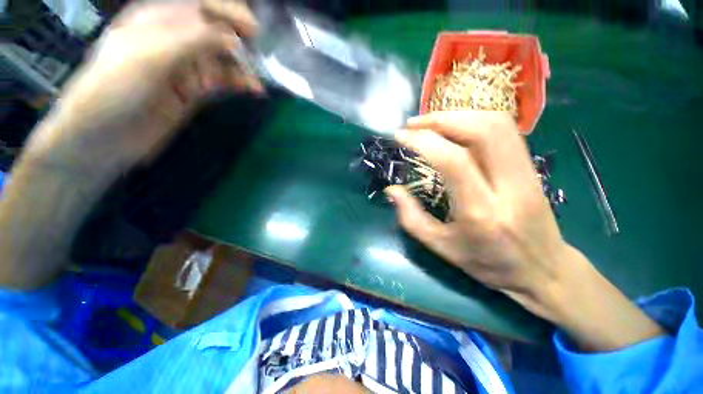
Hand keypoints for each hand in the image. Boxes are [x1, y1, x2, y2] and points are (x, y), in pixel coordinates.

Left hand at [27, 0, 260, 174]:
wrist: (106, 134)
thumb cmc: (117, 86)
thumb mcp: (153, 54)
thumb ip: (194, 40)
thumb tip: (235, 39)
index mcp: (158, 18)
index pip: (200, 6)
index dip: (228, 12)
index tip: (254, 29)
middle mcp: (174, 39)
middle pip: (215, 32)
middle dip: (240, 42)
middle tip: (262, 59)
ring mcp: (185, 67)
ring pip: (222, 59)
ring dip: (242, 68)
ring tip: (259, 81)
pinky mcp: (194, 91)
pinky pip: (221, 82)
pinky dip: (238, 84)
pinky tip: (252, 90)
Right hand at [385, 111, 565, 314]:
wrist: (543, 269)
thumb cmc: (488, 263)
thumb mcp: (441, 247)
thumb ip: (411, 218)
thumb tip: (392, 190)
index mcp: (481, 213)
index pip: (454, 161)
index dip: (424, 142)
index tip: (401, 136)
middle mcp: (509, 187)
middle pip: (482, 131)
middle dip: (442, 119)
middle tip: (414, 124)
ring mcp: (527, 174)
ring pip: (497, 125)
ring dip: (459, 115)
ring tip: (431, 123)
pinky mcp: (531, 167)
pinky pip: (505, 131)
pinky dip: (474, 121)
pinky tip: (455, 129)